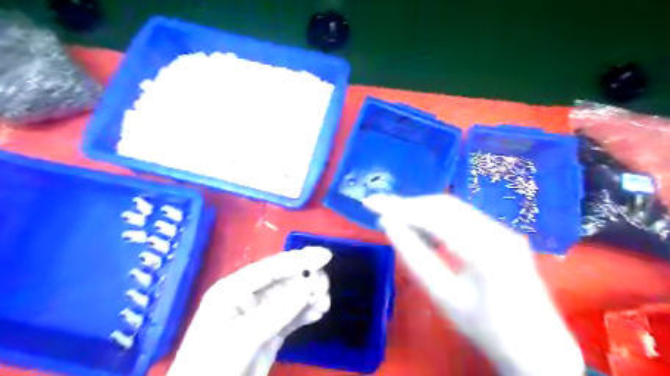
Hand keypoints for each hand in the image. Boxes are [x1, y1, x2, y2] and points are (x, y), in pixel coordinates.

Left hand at [169, 247, 332, 375]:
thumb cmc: (212, 367)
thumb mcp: (241, 338)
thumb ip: (276, 311)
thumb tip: (309, 285)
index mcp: (233, 290)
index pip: (271, 268)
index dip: (298, 259)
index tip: (325, 255)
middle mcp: (248, 297)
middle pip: (284, 280)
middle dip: (307, 280)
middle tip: (324, 287)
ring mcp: (260, 315)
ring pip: (292, 297)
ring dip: (310, 296)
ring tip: (324, 304)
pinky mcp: (270, 332)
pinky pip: (293, 316)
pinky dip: (307, 312)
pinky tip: (319, 313)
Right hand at [365, 195, 583, 373]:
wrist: (538, 348)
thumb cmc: (487, 330)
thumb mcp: (444, 297)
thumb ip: (414, 258)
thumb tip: (388, 226)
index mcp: (485, 251)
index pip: (433, 217)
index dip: (399, 207)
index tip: (371, 203)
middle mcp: (498, 232)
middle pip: (444, 205)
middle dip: (408, 204)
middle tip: (379, 209)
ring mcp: (503, 230)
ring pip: (453, 208)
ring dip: (421, 208)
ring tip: (394, 215)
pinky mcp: (502, 233)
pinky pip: (462, 216)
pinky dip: (436, 216)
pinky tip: (421, 223)